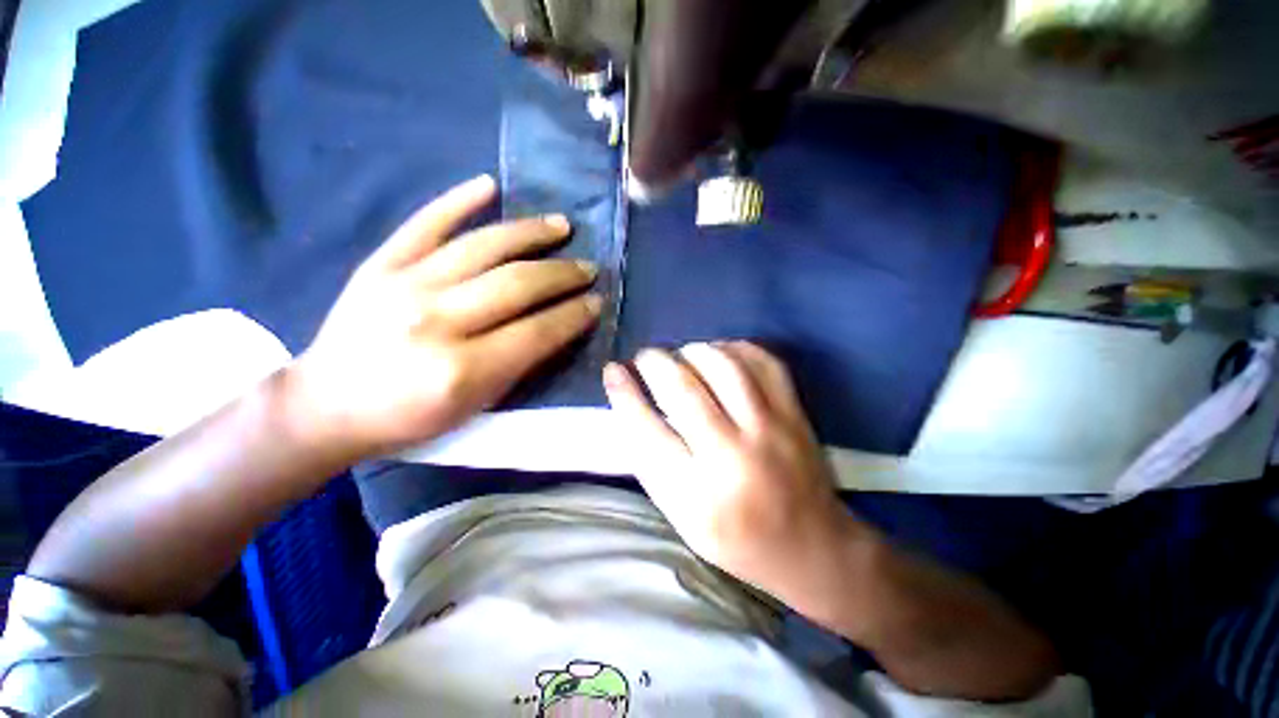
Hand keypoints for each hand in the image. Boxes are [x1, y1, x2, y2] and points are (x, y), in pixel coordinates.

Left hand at [289, 175, 600, 456]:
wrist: (327, 404)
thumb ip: (519, 365)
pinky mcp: (380, 264)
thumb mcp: (475, 406)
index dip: (573, 315)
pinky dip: (459, 200)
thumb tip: (557, 326)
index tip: (597, 302)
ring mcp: (404, 285)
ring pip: (482, 247)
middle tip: (589, 268)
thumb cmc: (409, 417)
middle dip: (562, 274)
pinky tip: (489, 185)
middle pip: (516, 285)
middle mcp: (435, 321)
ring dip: (530, 234)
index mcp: (461, 370)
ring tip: (561, 226)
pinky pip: (425, 223)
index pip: (537, 332)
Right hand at [602, 341, 856, 600]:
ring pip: (722, 364)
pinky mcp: (795, 413)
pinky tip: (721, 355)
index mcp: (698, 495)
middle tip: (646, 357)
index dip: (624, 393)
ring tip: (683, 356)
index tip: (612, 369)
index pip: (647, 430)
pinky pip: (762, 360)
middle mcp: (733, 457)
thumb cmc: (735, 538)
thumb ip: (653, 460)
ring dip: (692, 351)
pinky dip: (733, 348)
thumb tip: (630, 400)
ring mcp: (770, 429)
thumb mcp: (681, 515)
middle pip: (682, 388)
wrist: (811, 546)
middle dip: (655, 362)